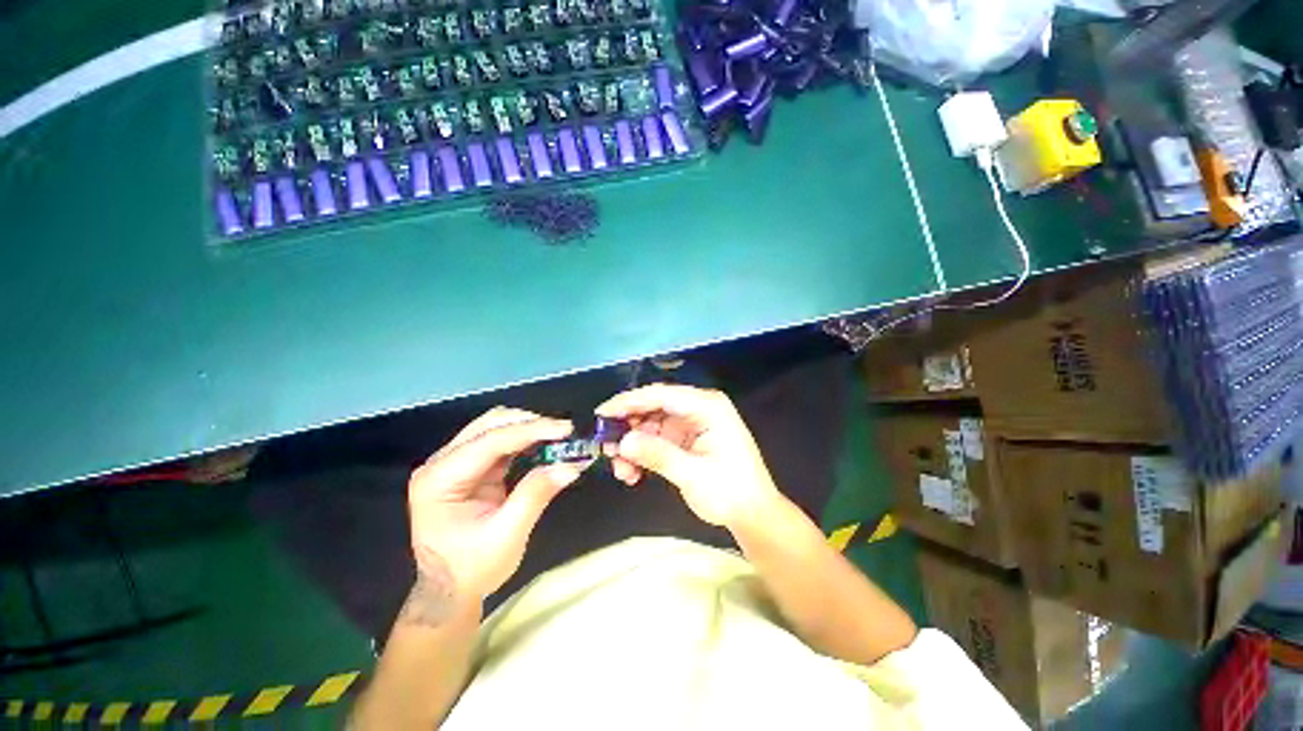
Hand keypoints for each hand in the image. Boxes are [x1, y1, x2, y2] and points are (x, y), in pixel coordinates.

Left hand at [407, 408, 581, 602]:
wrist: (449, 592)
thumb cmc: (473, 568)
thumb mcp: (507, 536)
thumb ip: (536, 495)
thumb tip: (571, 465)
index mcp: (439, 480)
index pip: (490, 442)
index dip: (530, 431)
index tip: (565, 429)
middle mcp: (441, 463)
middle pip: (489, 425)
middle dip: (529, 424)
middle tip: (564, 433)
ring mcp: (453, 462)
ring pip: (495, 426)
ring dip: (528, 428)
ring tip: (558, 437)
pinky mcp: (469, 467)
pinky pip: (500, 441)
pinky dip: (525, 439)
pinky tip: (544, 444)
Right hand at [596, 384, 781, 529]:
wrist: (752, 514)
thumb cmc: (731, 491)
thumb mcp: (693, 474)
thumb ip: (657, 455)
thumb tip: (623, 442)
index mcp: (707, 406)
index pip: (662, 395)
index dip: (629, 402)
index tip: (602, 414)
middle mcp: (697, 408)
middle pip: (653, 408)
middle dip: (628, 428)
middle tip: (607, 448)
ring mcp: (690, 423)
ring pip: (650, 425)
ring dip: (632, 445)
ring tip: (621, 470)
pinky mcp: (685, 439)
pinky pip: (656, 439)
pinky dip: (642, 454)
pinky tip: (632, 474)